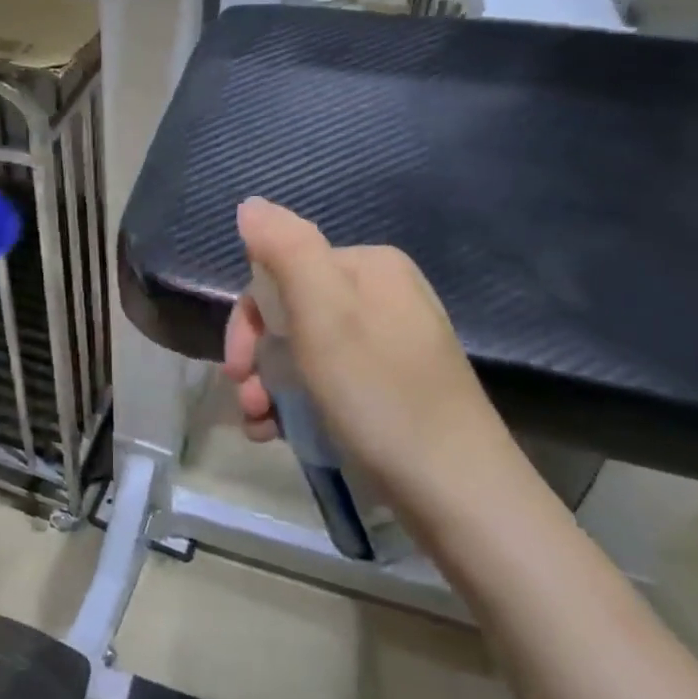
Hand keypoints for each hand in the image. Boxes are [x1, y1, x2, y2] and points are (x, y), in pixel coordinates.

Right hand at [223, 198, 515, 514]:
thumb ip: (285, 249)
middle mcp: (383, 296)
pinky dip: (296, 405)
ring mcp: (391, 344)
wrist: (461, 495)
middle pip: (291, 314)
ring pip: (305, 352)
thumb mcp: (324, 315)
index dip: (249, 319)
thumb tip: (250, 204)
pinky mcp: (394, 388)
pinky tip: (278, 435)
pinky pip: (329, 381)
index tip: (236, 367)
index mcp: (370, 267)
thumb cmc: (382, 396)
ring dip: (269, 386)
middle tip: (245, 399)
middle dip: (257, 357)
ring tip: (259, 426)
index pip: (282, 272)